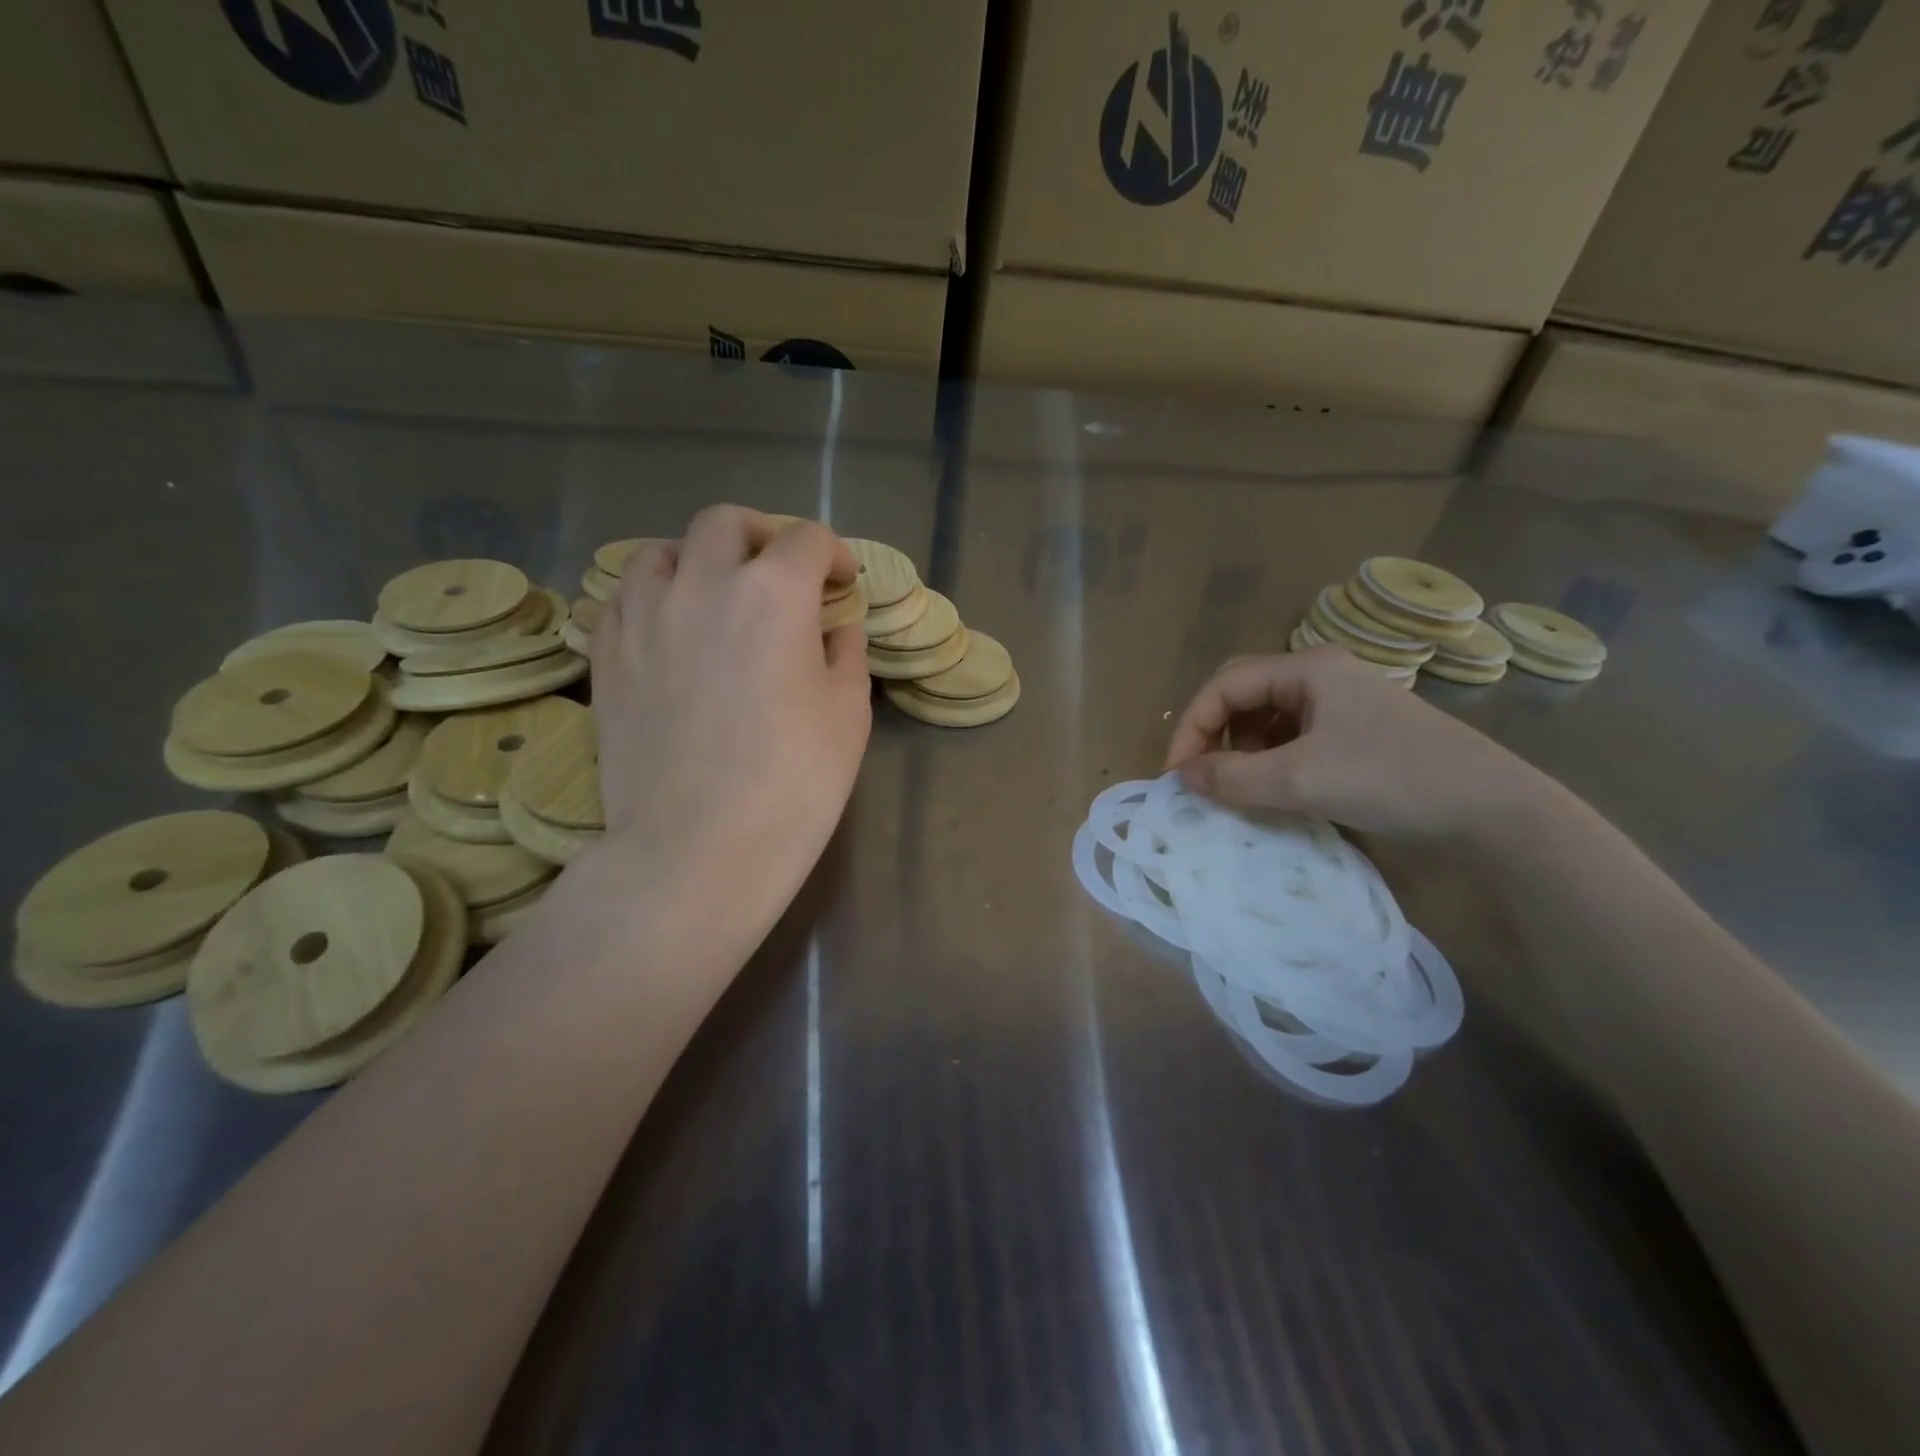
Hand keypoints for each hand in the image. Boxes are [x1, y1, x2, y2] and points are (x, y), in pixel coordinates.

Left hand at [586, 506, 871, 925]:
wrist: (698, 850)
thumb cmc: (794, 784)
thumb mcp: (847, 714)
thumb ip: (844, 652)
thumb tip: (835, 626)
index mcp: (773, 594)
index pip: (807, 540)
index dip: (835, 555)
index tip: (844, 585)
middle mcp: (702, 585)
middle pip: (727, 524)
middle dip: (764, 536)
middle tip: (783, 573)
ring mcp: (643, 618)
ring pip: (662, 551)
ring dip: (699, 559)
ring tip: (717, 595)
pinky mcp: (606, 656)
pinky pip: (623, 597)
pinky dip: (654, 596)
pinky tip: (671, 629)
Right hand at [1164, 648, 1543, 840]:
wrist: (1491, 808)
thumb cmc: (1390, 778)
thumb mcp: (1301, 780)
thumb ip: (1233, 777)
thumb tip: (1181, 777)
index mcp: (1307, 669)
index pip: (1224, 686)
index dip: (1192, 727)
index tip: (1178, 774)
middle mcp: (1321, 676)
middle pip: (1243, 696)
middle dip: (1214, 735)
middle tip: (1201, 778)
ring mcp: (1342, 704)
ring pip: (1267, 719)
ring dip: (1242, 751)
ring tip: (1238, 788)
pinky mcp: (1356, 733)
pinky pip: (1294, 739)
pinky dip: (1271, 762)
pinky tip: (1276, 790)